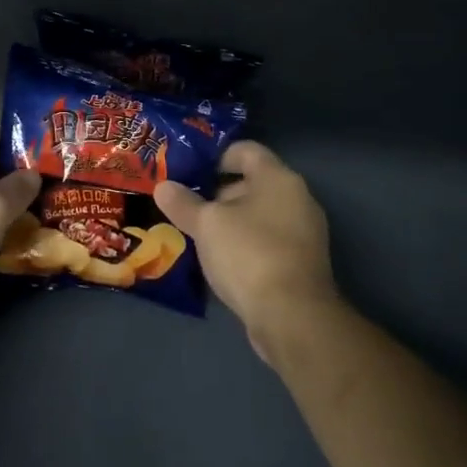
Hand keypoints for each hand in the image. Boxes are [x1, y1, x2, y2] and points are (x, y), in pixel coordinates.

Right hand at [153, 141, 340, 361]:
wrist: (292, 315)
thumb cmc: (249, 254)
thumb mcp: (207, 225)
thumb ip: (183, 203)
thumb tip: (163, 186)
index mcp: (278, 178)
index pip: (246, 150)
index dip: (215, 156)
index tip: (187, 171)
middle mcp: (297, 198)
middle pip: (253, 183)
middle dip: (217, 193)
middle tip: (184, 205)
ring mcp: (303, 232)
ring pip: (259, 215)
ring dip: (229, 221)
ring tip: (195, 233)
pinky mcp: (301, 262)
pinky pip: (266, 240)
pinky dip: (244, 243)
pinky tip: (219, 260)